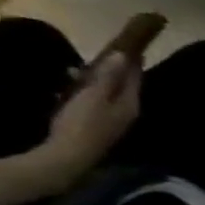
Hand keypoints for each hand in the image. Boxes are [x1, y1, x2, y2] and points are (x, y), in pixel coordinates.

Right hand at [42, 53, 140, 181]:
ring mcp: (114, 120)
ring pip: (108, 94)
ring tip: (82, 69)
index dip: (132, 63)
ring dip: (97, 81)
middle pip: (123, 87)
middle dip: (116, 71)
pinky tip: (71, 88)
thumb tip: (124, 56)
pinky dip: (86, 93)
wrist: (69, 154)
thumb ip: (109, 77)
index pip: (135, 79)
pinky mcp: (97, 126)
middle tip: (109, 56)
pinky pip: (95, 103)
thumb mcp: (94, 95)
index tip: (132, 49)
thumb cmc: (82, 122)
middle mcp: (127, 112)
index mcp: (130, 103)